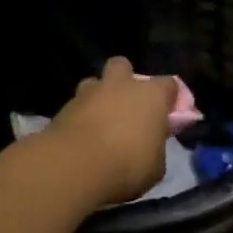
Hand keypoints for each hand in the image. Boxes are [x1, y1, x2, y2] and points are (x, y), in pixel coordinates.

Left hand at [45, 58, 178, 207]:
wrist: (74, 167)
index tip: (168, 113)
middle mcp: (120, 85)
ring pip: (94, 83)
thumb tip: (152, 143)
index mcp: (151, 95)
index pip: (169, 84)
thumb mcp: (156, 165)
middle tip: (127, 105)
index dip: (170, 97)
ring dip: (99, 97)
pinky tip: (81, 138)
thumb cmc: (127, 164)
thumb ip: (156, 147)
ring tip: (100, 121)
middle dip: (125, 80)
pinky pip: (76, 107)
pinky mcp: (62, 109)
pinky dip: (80, 118)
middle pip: (123, 66)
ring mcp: (88, 94)